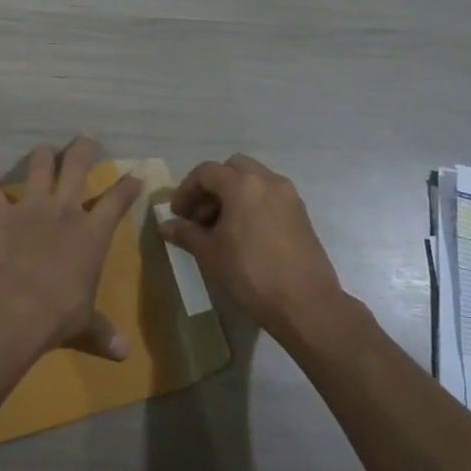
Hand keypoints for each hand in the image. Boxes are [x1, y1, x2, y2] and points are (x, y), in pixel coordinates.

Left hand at [0, 138, 144, 362]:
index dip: (128, 185)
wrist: (12, 311)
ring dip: (42, 156)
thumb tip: (123, 355)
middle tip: (85, 139)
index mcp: (93, 233)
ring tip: (44, 151)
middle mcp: (65, 210)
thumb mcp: (84, 325)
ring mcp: (30, 206)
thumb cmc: (57, 316)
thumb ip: (102, 332)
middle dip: (83, 148)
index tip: (135, 173)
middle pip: (77, 164)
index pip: (117, 199)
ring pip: (39, 164)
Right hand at [162, 154, 343, 342]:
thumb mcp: (211, 254)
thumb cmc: (251, 273)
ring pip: (254, 180)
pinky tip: (244, 234)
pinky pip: (270, 195)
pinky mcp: (301, 213)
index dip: (186, 190)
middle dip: (212, 186)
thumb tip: (165, 226)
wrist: (305, 302)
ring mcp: (288, 195)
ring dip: (233, 194)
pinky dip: (253, 203)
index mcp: (242, 184)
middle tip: (200, 215)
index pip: (206, 172)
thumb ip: (186, 233)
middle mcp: (268, 180)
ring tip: (221, 228)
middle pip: (232, 168)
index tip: (177, 214)